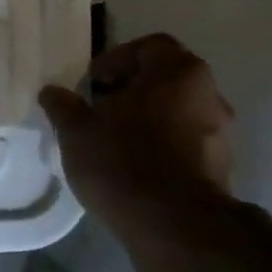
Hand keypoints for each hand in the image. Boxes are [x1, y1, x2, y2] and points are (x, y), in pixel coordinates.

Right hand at [39, 34, 234, 229]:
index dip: (115, 60)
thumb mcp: (77, 132)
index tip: (91, 84)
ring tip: (113, 141)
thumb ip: (63, 106)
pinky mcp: (220, 165)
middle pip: (165, 78)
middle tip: (98, 110)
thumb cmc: (123, 162)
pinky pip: (185, 142)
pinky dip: (161, 145)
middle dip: (130, 90)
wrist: (173, 224)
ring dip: (147, 119)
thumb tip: (51, 91)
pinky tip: (134, 167)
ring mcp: (220, 131)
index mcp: (178, 72)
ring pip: (176, 111)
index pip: (148, 46)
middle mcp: (208, 93)